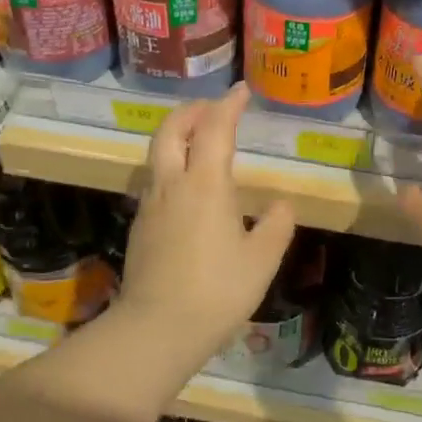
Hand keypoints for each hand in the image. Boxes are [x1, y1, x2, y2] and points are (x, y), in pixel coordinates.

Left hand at [115, 83, 297, 355]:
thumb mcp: (262, 259)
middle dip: (191, 111)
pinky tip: (188, 189)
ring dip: (177, 136)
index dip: (229, 105)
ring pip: (157, 155)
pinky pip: (155, 181)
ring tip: (199, 141)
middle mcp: (173, 185)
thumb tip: (280, 205)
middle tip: (212, 108)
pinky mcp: (141, 227)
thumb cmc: (218, 290)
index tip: (241, 91)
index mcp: (206, 183)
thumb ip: (275, 225)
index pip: (215, 128)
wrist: (157, 329)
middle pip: (171, 130)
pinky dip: (171, 166)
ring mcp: (151, 205)